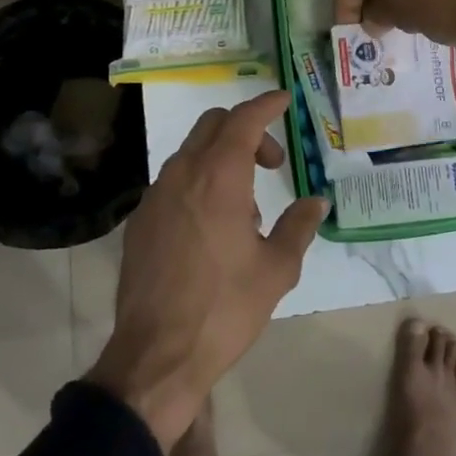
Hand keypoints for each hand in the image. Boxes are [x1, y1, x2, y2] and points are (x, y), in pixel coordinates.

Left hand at [86, 91, 326, 448]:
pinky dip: (198, 183)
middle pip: (213, 125)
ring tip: (245, 207)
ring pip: (190, 152)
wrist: (156, 355)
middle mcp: (182, 174)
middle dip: (245, 130)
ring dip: (221, 159)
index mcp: (219, 177)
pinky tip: (211, 226)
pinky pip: (173, 182)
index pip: (244, 120)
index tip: (284, 100)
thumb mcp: (276, 269)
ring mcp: (155, 196)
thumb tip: (316, 201)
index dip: (266, 104)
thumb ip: (298, 226)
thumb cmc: (225, 308)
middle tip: (271, 164)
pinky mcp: (139, 221)